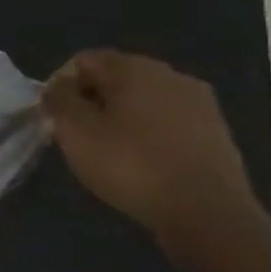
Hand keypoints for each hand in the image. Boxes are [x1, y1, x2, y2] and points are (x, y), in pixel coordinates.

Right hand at [40, 50, 260, 238]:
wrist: (206, 211)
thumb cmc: (129, 164)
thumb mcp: (74, 130)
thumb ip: (58, 100)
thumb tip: (58, 87)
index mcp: (136, 69)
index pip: (84, 59)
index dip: (61, 83)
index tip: (56, 115)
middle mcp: (172, 76)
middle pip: (116, 75)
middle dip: (91, 98)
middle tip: (77, 131)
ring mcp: (200, 103)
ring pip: (142, 97)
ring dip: (118, 114)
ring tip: (107, 146)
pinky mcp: (215, 130)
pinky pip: (166, 117)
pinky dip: (146, 129)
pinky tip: (139, 156)